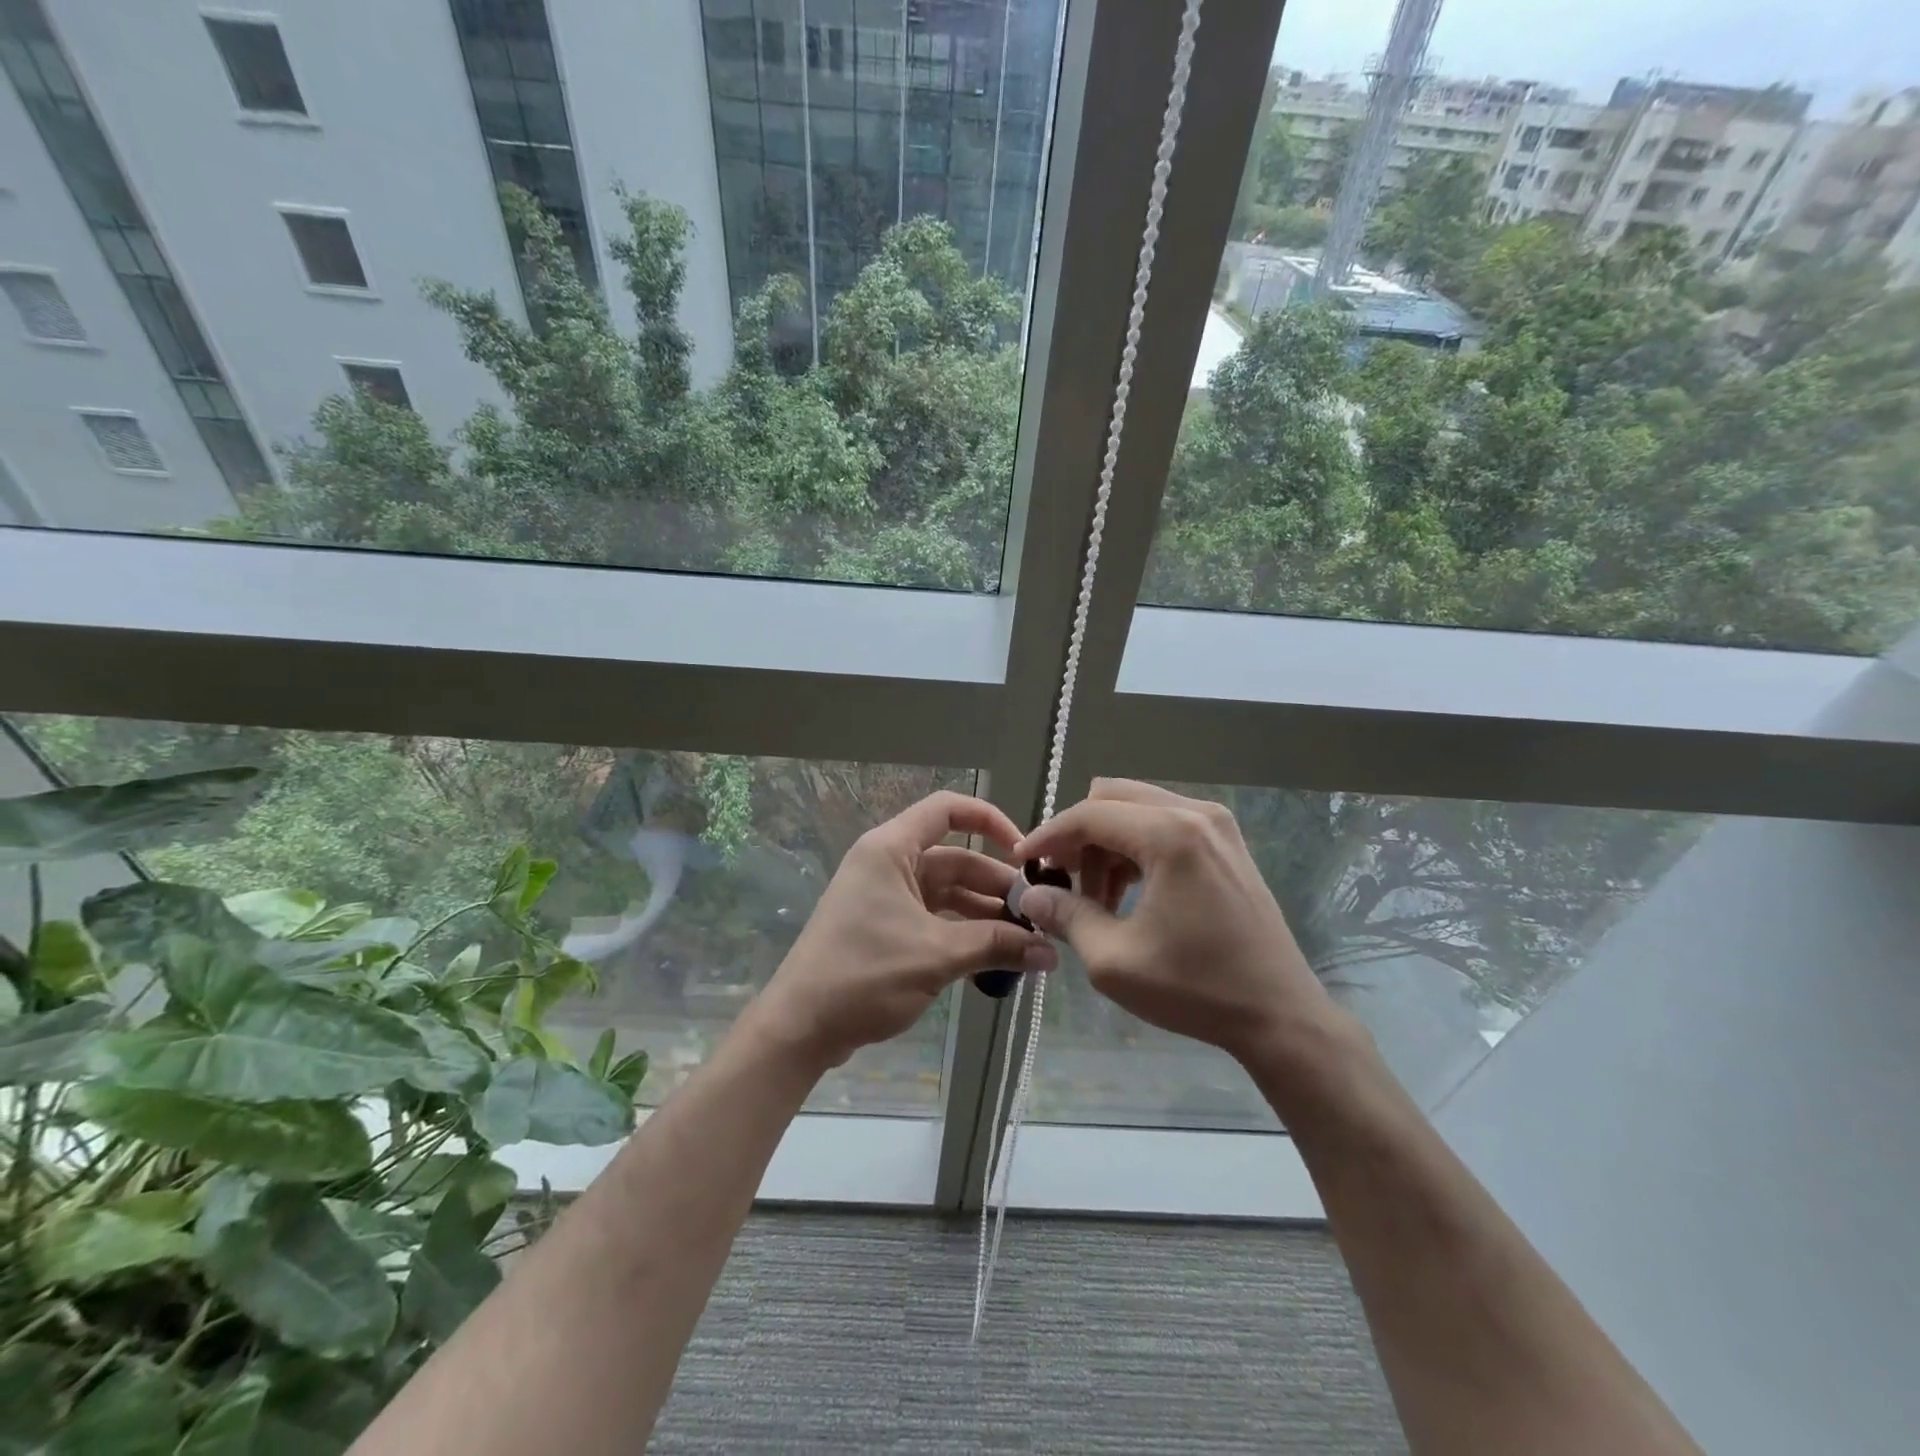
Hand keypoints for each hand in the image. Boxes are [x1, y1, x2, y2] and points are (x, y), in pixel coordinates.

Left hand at [752, 791, 1057, 1068]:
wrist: (800, 1026)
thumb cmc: (864, 974)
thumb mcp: (936, 956)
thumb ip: (996, 946)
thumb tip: (1049, 953)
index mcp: (891, 849)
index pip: (947, 809)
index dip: (990, 820)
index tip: (1024, 853)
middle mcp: (889, 864)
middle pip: (955, 859)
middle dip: (997, 886)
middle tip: (1039, 917)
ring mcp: (886, 896)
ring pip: (948, 893)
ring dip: (985, 915)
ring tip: (1027, 943)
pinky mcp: (886, 927)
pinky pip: (935, 918)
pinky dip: (964, 934)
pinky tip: (995, 958)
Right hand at [1013, 780, 1345, 1066]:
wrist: (1280, 1016)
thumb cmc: (1196, 988)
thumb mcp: (1114, 959)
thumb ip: (1066, 915)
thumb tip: (1030, 893)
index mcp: (1170, 834)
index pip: (1089, 815)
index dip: (1048, 836)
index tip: (1021, 863)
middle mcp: (1195, 813)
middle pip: (1112, 799)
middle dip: (1078, 836)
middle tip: (1061, 880)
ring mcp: (1217, 825)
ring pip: (1137, 810)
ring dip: (1107, 845)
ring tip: (1097, 900)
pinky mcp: (1226, 843)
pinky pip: (1164, 825)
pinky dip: (1135, 850)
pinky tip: (1129, 895)